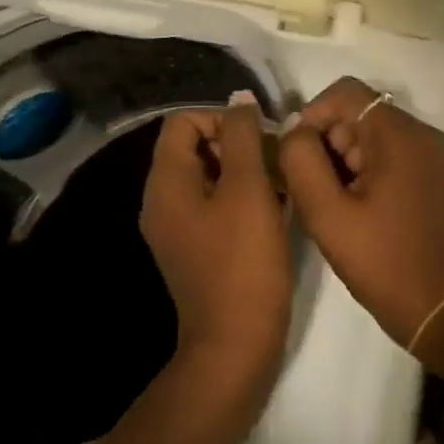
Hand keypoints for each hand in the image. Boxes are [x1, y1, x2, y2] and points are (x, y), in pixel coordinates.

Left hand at [140, 98, 293, 367]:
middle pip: (195, 146)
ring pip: (209, 176)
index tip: (261, 138)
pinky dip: (241, 197)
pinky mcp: (195, 248)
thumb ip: (243, 137)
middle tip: (277, 159)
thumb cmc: (243, 261)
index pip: (184, 120)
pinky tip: (274, 209)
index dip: (223, 118)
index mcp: (167, 182)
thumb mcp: (248, 189)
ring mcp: (177, 227)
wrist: (235, 343)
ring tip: (281, 182)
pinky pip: (214, 204)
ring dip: (244, 170)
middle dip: (237, 143)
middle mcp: (162, 200)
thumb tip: (240, 100)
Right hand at [278, 77, 443, 346]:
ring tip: (336, 201)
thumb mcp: (326, 213)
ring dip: (347, 158)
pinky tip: (359, 205)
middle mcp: (423, 133)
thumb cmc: (380, 260)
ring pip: (374, 134)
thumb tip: (295, 130)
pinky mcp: (436, 174)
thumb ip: (301, 160)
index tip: (297, 153)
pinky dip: (368, 168)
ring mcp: (434, 154)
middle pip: (361, 113)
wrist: (437, 306)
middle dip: (330, 142)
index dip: (313, 114)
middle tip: (317, 187)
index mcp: (400, 135)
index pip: (346, 93)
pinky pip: (393, 153)